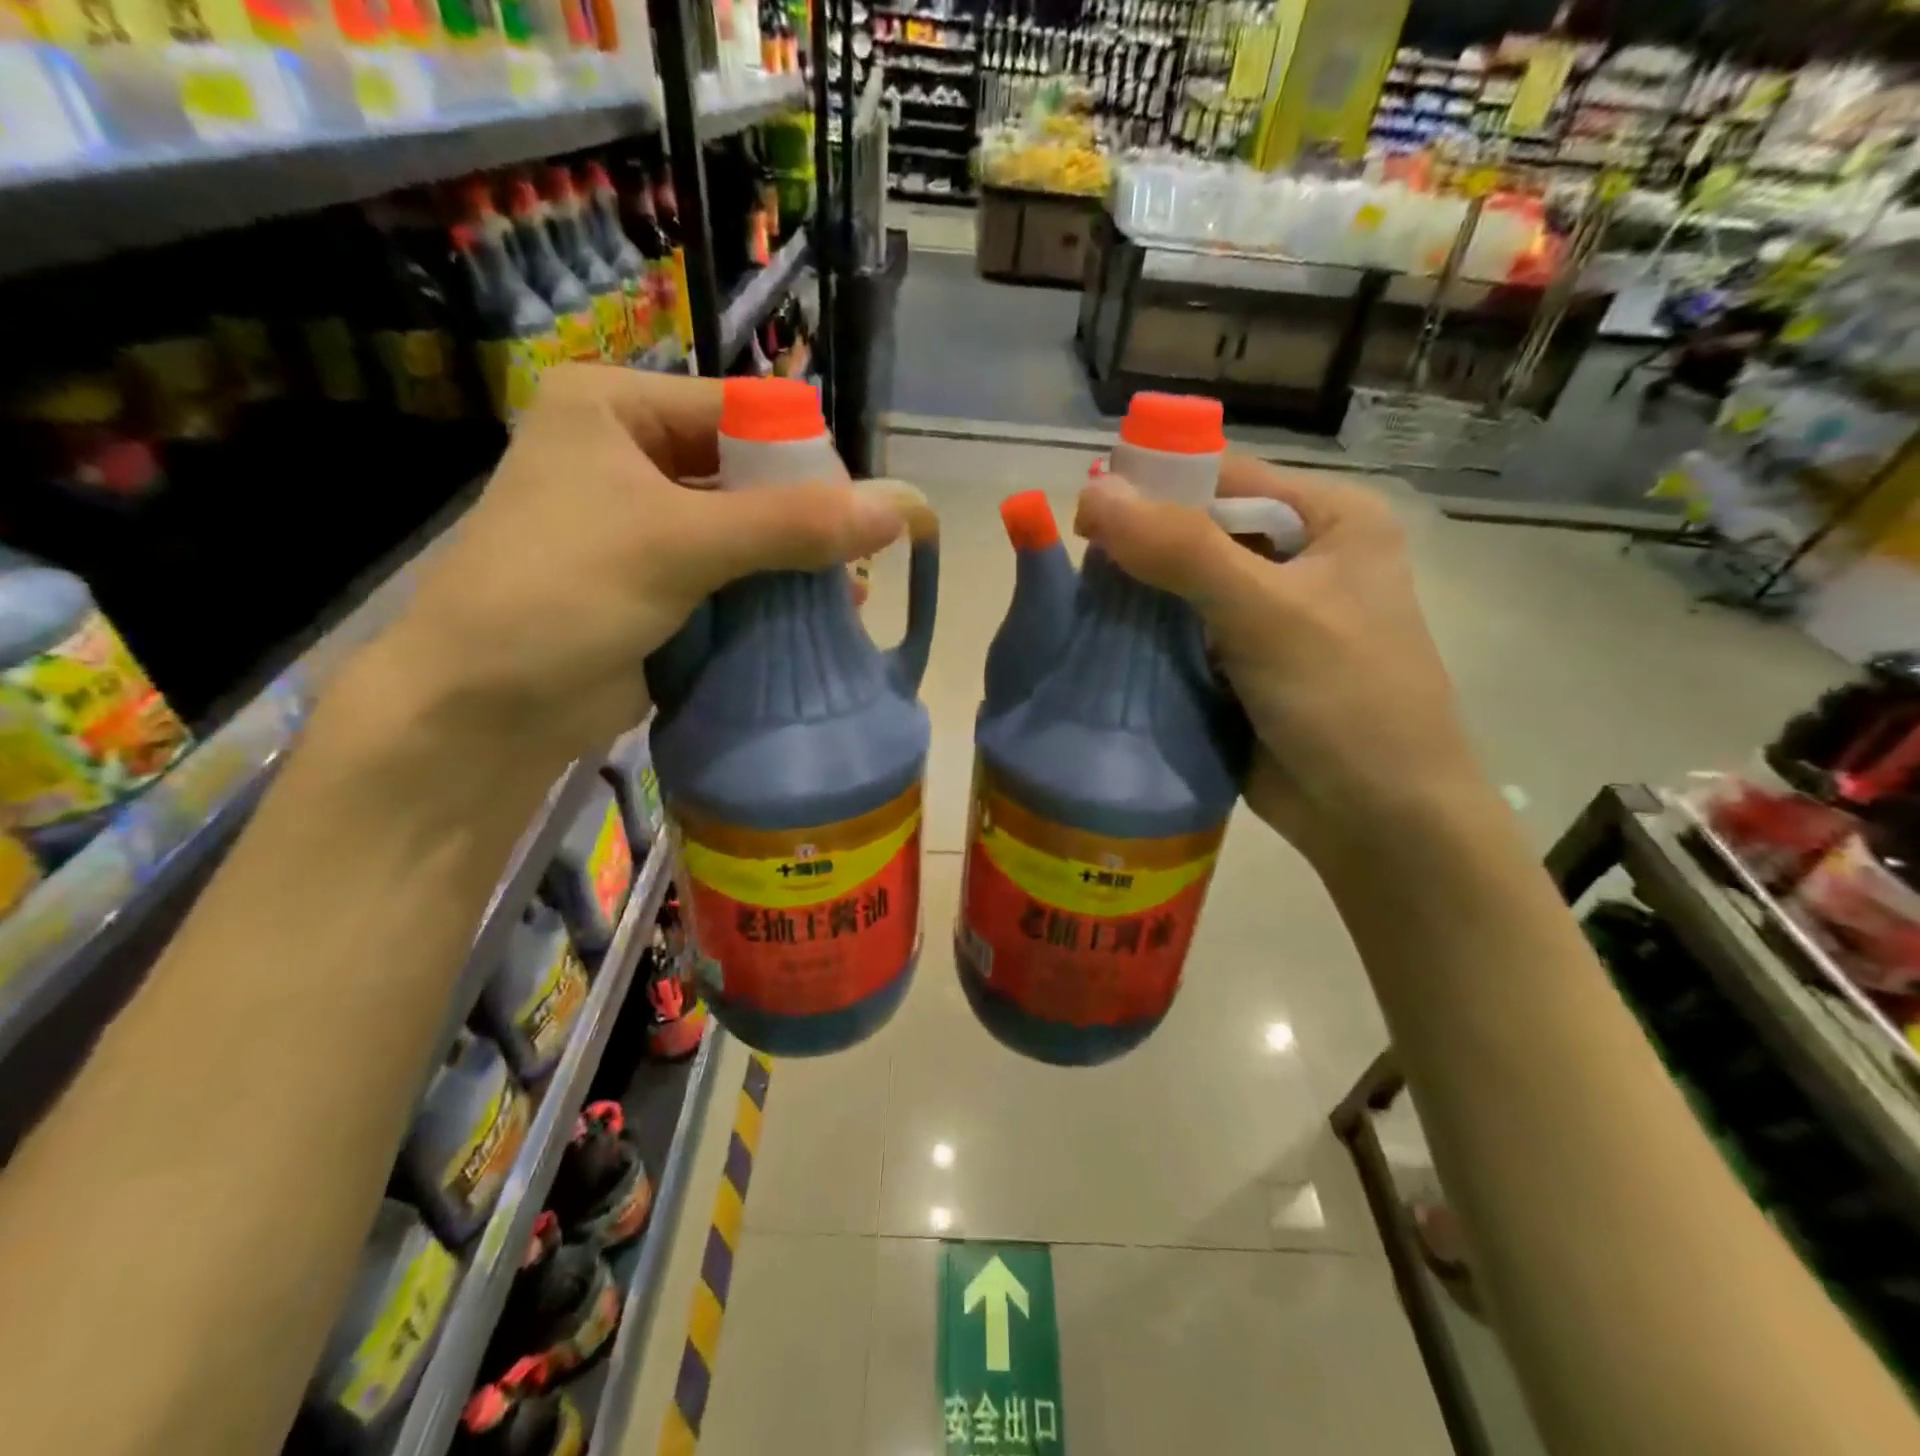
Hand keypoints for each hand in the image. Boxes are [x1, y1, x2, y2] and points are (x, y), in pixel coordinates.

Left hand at [351, 366, 903, 779]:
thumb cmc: (565, 594)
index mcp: (617, 408)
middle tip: (858, 560)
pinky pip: (733, 573)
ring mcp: (646, 522)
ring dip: (795, 560)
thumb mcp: (680, 544)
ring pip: (746, 528)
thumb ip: (792, 525)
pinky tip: (816, 615)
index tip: (859, 513)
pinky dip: (773, 593)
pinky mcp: (659, 581)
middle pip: (749, 472)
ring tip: (847, 594)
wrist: (486, 708)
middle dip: (805, 518)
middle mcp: (633, 454)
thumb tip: (901, 508)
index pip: (743, 411)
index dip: (807, 458)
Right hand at [1074, 456, 1485, 863]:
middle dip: (1140, 550)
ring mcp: (1269, 618)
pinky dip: (1146, 642)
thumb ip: (1182, 550)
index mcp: (1330, 520)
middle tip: (1078, 572)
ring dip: (1137, 600)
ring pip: (1183, 589)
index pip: (1225, 477)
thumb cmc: (1345, 701)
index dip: (1155, 487)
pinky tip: (1104, 647)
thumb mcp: (1268, 612)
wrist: (1380, 822)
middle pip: (1199, 533)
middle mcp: (1301, 559)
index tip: (1086, 515)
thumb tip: (1093, 495)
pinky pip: (1182, 637)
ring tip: (1080, 611)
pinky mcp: (1243, 667)